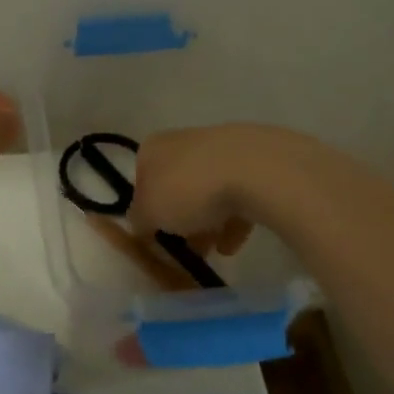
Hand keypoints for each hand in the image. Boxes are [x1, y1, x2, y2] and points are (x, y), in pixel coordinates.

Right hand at [130, 124, 300, 255]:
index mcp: (153, 147)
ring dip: (207, 222)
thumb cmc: (188, 189)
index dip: (146, 210)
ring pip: (208, 191)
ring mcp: (222, 149)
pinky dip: (233, 220)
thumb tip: (140, 225)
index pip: (141, 179)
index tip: (155, 235)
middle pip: (176, 186)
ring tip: (212, 252)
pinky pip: (238, 195)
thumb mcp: (149, 213)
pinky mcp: (255, 162)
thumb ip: (138, 221)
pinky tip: (234, 245)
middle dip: (180, 219)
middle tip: (184, 247)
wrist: (255, 170)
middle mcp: (184, 141)